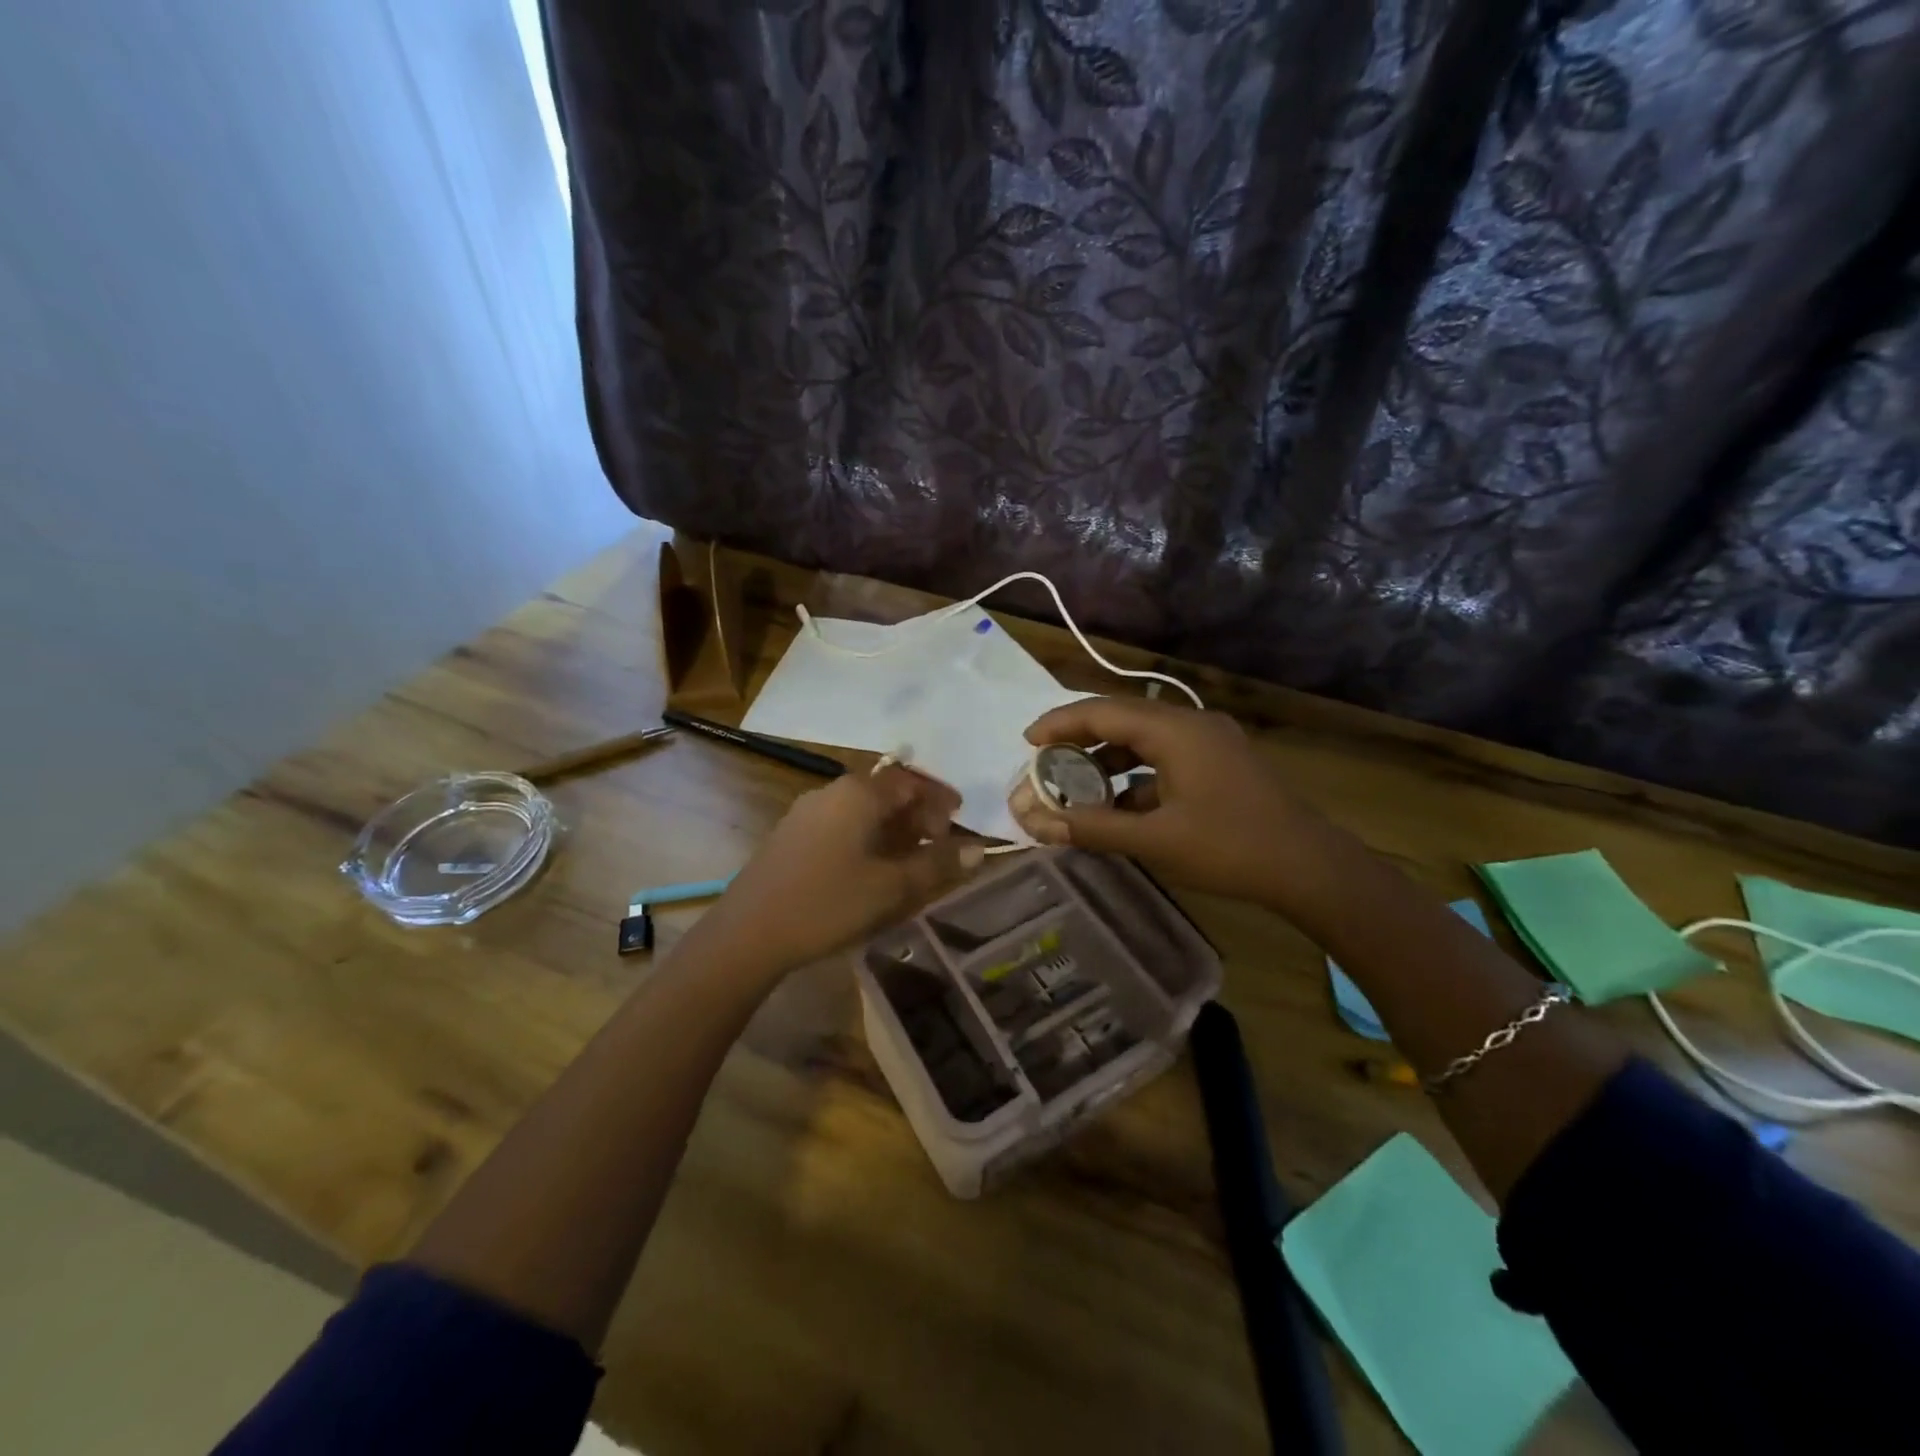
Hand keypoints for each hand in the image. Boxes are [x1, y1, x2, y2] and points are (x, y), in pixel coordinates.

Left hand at [701, 765, 983, 974]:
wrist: (747, 933)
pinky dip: (867, 837)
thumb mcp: (891, 888)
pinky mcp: (791, 836)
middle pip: (885, 791)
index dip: (939, 798)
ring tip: (910, 859)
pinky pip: (841, 824)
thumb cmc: (826, 903)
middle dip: (916, 813)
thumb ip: (936, 865)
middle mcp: (831, 792)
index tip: (959, 819)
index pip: (909, 780)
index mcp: (858, 794)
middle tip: (938, 843)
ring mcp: (806, 813)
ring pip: (862, 809)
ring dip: (892, 827)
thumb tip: (977, 849)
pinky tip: (871, 868)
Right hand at [1010, 697, 1334, 908]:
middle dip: (1079, 742)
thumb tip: (1037, 823)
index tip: (1026, 742)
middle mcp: (1190, 724)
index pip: (1101, 711)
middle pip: (1121, 720)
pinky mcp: (1220, 764)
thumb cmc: (1229, 847)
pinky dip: (1136, 777)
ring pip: (1143, 741)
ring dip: (1108, 762)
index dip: (1059, 723)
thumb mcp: (1154, 839)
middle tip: (1045, 766)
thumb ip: (1093, 827)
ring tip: (1076, 788)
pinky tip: (1120, 808)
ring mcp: (1209, 743)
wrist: (1309, 867)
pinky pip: (1165, 759)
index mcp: (1173, 730)